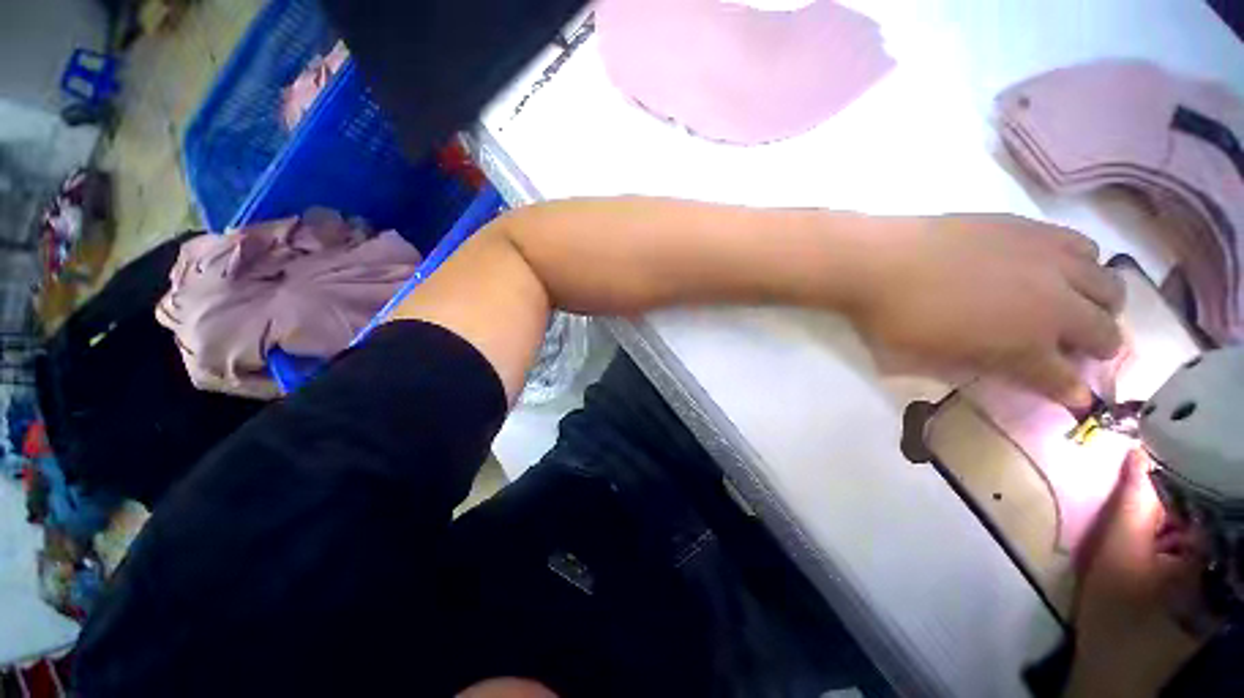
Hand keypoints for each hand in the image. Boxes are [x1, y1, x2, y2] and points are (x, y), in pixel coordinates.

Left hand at [850, 214, 1124, 408]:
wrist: (878, 263)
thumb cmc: (894, 317)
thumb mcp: (932, 358)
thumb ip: (979, 364)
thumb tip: (1010, 369)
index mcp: (1025, 345)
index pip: (1064, 380)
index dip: (1071, 392)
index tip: (1075, 396)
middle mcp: (1054, 304)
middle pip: (1105, 332)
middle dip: (1101, 348)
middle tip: (1084, 349)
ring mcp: (1050, 261)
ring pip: (1108, 285)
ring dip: (1101, 303)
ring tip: (1079, 305)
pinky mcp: (1034, 228)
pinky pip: (1084, 246)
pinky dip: (1084, 263)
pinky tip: (1061, 267)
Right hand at [1067, 450, 1215, 696]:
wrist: (1117, 667)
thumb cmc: (1117, 612)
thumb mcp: (1117, 554)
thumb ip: (1131, 503)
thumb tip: (1137, 450)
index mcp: (1211, 546)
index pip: (1201, 487)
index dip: (1177, 458)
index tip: (1151, 435)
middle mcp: (1222, 553)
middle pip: (1199, 503)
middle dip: (1171, 481)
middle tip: (1139, 459)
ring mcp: (1214, 569)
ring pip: (1194, 521)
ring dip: (1170, 504)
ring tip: (1142, 487)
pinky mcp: (1203, 579)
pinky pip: (1190, 538)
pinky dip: (1172, 525)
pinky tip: (1153, 524)